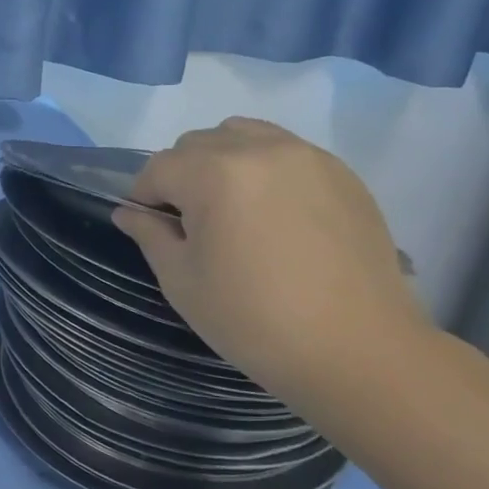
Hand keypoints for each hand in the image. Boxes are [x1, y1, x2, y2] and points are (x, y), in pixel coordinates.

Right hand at [112, 119, 426, 393]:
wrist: (360, 353)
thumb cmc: (255, 320)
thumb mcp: (183, 281)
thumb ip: (150, 235)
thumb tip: (128, 212)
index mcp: (214, 173)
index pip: (158, 167)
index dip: (145, 197)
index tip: (152, 229)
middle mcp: (260, 149)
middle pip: (198, 143)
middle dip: (182, 176)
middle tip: (193, 225)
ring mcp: (307, 157)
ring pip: (243, 135)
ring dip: (223, 162)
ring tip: (233, 209)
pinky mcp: (342, 174)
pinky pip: (285, 151)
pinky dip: (265, 169)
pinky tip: (275, 215)